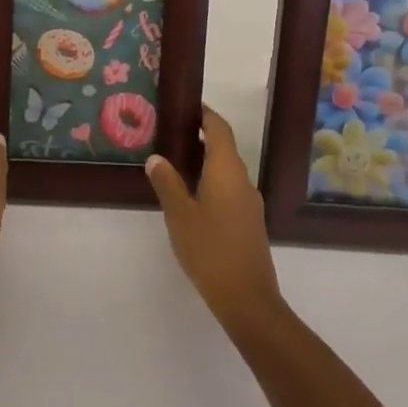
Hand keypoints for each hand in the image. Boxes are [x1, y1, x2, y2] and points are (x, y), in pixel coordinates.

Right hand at [146, 107, 282, 334]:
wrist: (248, 300)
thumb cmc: (210, 249)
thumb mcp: (179, 215)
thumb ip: (167, 183)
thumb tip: (157, 158)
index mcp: (227, 170)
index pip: (219, 128)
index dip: (205, 114)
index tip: (186, 106)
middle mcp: (243, 180)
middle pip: (224, 147)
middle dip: (201, 137)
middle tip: (171, 135)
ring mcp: (250, 203)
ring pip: (227, 170)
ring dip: (206, 162)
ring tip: (177, 164)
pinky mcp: (250, 223)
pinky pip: (230, 189)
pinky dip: (212, 182)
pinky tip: (193, 197)